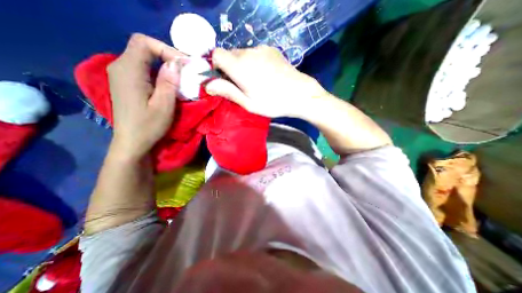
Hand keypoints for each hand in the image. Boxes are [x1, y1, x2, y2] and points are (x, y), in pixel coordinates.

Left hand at [106, 33, 186, 158]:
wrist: (132, 142)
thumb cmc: (149, 126)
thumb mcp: (164, 105)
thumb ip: (169, 82)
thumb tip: (176, 63)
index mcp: (128, 71)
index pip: (143, 42)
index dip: (166, 49)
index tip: (184, 64)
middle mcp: (120, 67)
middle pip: (143, 48)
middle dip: (167, 55)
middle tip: (186, 70)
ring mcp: (121, 75)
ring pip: (144, 58)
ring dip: (165, 64)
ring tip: (181, 77)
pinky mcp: (127, 83)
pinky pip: (144, 68)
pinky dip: (159, 71)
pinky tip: (169, 83)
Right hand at [205, 45, 324, 116]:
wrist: (300, 94)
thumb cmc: (273, 103)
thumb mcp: (249, 103)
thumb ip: (228, 92)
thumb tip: (208, 85)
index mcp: (240, 66)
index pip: (216, 54)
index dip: (215, 66)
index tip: (223, 79)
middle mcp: (249, 52)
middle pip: (229, 54)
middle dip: (229, 67)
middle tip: (240, 84)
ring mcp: (262, 49)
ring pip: (242, 53)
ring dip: (241, 64)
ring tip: (254, 81)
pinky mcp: (271, 50)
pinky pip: (255, 52)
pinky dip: (253, 61)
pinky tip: (264, 74)